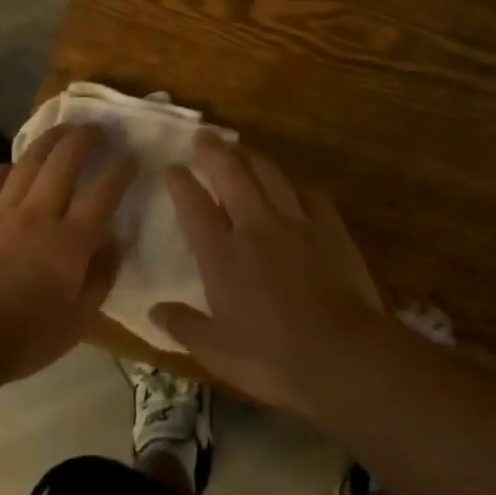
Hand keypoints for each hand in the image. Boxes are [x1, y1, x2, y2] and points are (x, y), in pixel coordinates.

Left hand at [0, 123, 136, 383]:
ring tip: (63, 129)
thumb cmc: (24, 338)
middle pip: (66, 160)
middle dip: (86, 138)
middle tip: (97, 129)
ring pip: (30, 160)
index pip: (104, 193)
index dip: (121, 170)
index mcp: (70, 241)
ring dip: (51, 139)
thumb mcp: (78, 321)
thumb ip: (102, 277)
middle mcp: (39, 214)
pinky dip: (8, 167)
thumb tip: (117, 243)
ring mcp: (2, 210)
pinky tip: (14, 168)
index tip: (130, 157)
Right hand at [154, 134, 383, 416]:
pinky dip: (295, 183)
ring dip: (252, 156)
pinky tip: (292, 182)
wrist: (342, 356)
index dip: (181, 182)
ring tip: (241, 147)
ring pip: (270, 174)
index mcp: (222, 255)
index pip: (194, 205)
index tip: (173, 167)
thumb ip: (184, 326)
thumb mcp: (217, 352)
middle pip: (231, 174)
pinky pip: (309, 193)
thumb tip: (153, 312)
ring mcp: (295, 223)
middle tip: (204, 136)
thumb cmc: (272, 358)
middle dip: (214, 151)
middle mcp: (254, 227)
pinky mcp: (330, 228)